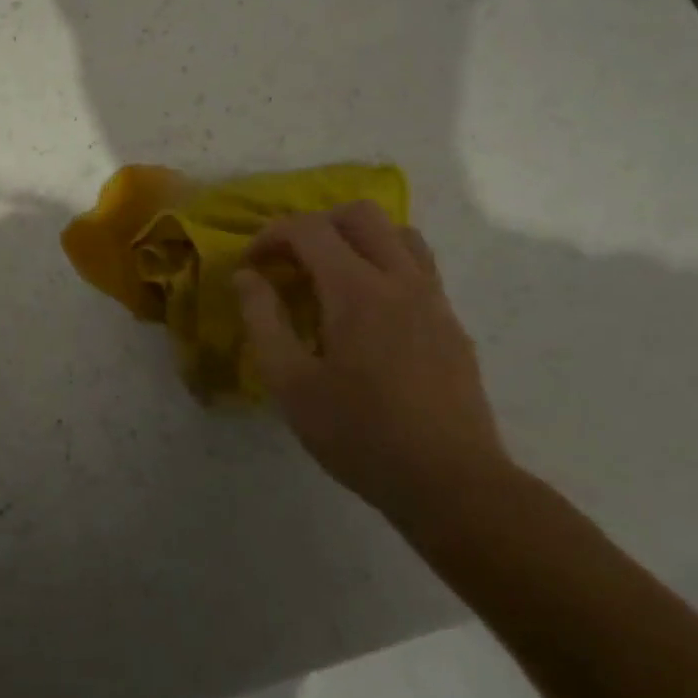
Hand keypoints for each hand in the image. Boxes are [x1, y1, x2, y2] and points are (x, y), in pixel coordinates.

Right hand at [234, 201, 510, 521]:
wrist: (451, 483)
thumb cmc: (359, 434)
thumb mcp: (290, 383)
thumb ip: (262, 320)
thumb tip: (246, 276)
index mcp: (356, 290)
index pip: (309, 229)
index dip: (270, 236)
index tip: (251, 265)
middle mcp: (400, 280)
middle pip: (359, 214)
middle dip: (315, 225)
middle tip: (290, 263)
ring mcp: (433, 300)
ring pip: (398, 234)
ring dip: (356, 240)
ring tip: (329, 277)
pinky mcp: (451, 324)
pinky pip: (418, 268)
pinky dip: (383, 265)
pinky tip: (366, 314)